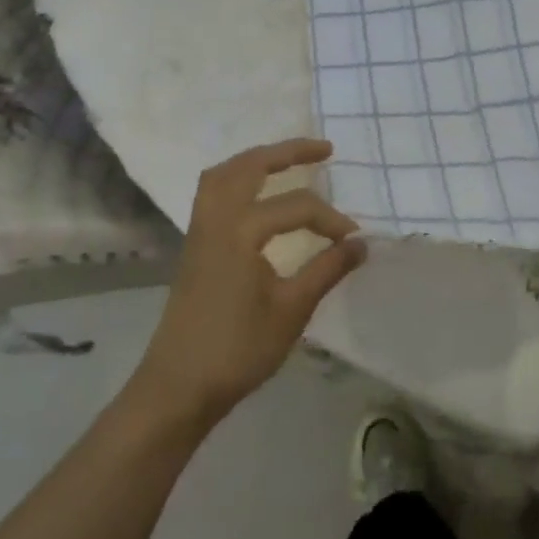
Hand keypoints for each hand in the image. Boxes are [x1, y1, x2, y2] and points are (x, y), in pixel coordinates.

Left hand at [134, 139, 364, 425]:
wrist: (177, 389)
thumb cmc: (237, 350)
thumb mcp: (292, 310)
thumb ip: (327, 269)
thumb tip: (361, 243)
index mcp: (240, 232)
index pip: (296, 207)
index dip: (330, 219)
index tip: (354, 239)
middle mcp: (216, 220)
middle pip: (249, 166)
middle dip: (287, 152)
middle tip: (324, 150)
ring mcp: (199, 232)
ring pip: (223, 175)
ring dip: (257, 161)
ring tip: (288, 161)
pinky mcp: (194, 247)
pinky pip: (213, 194)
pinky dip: (238, 180)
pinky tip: (259, 196)